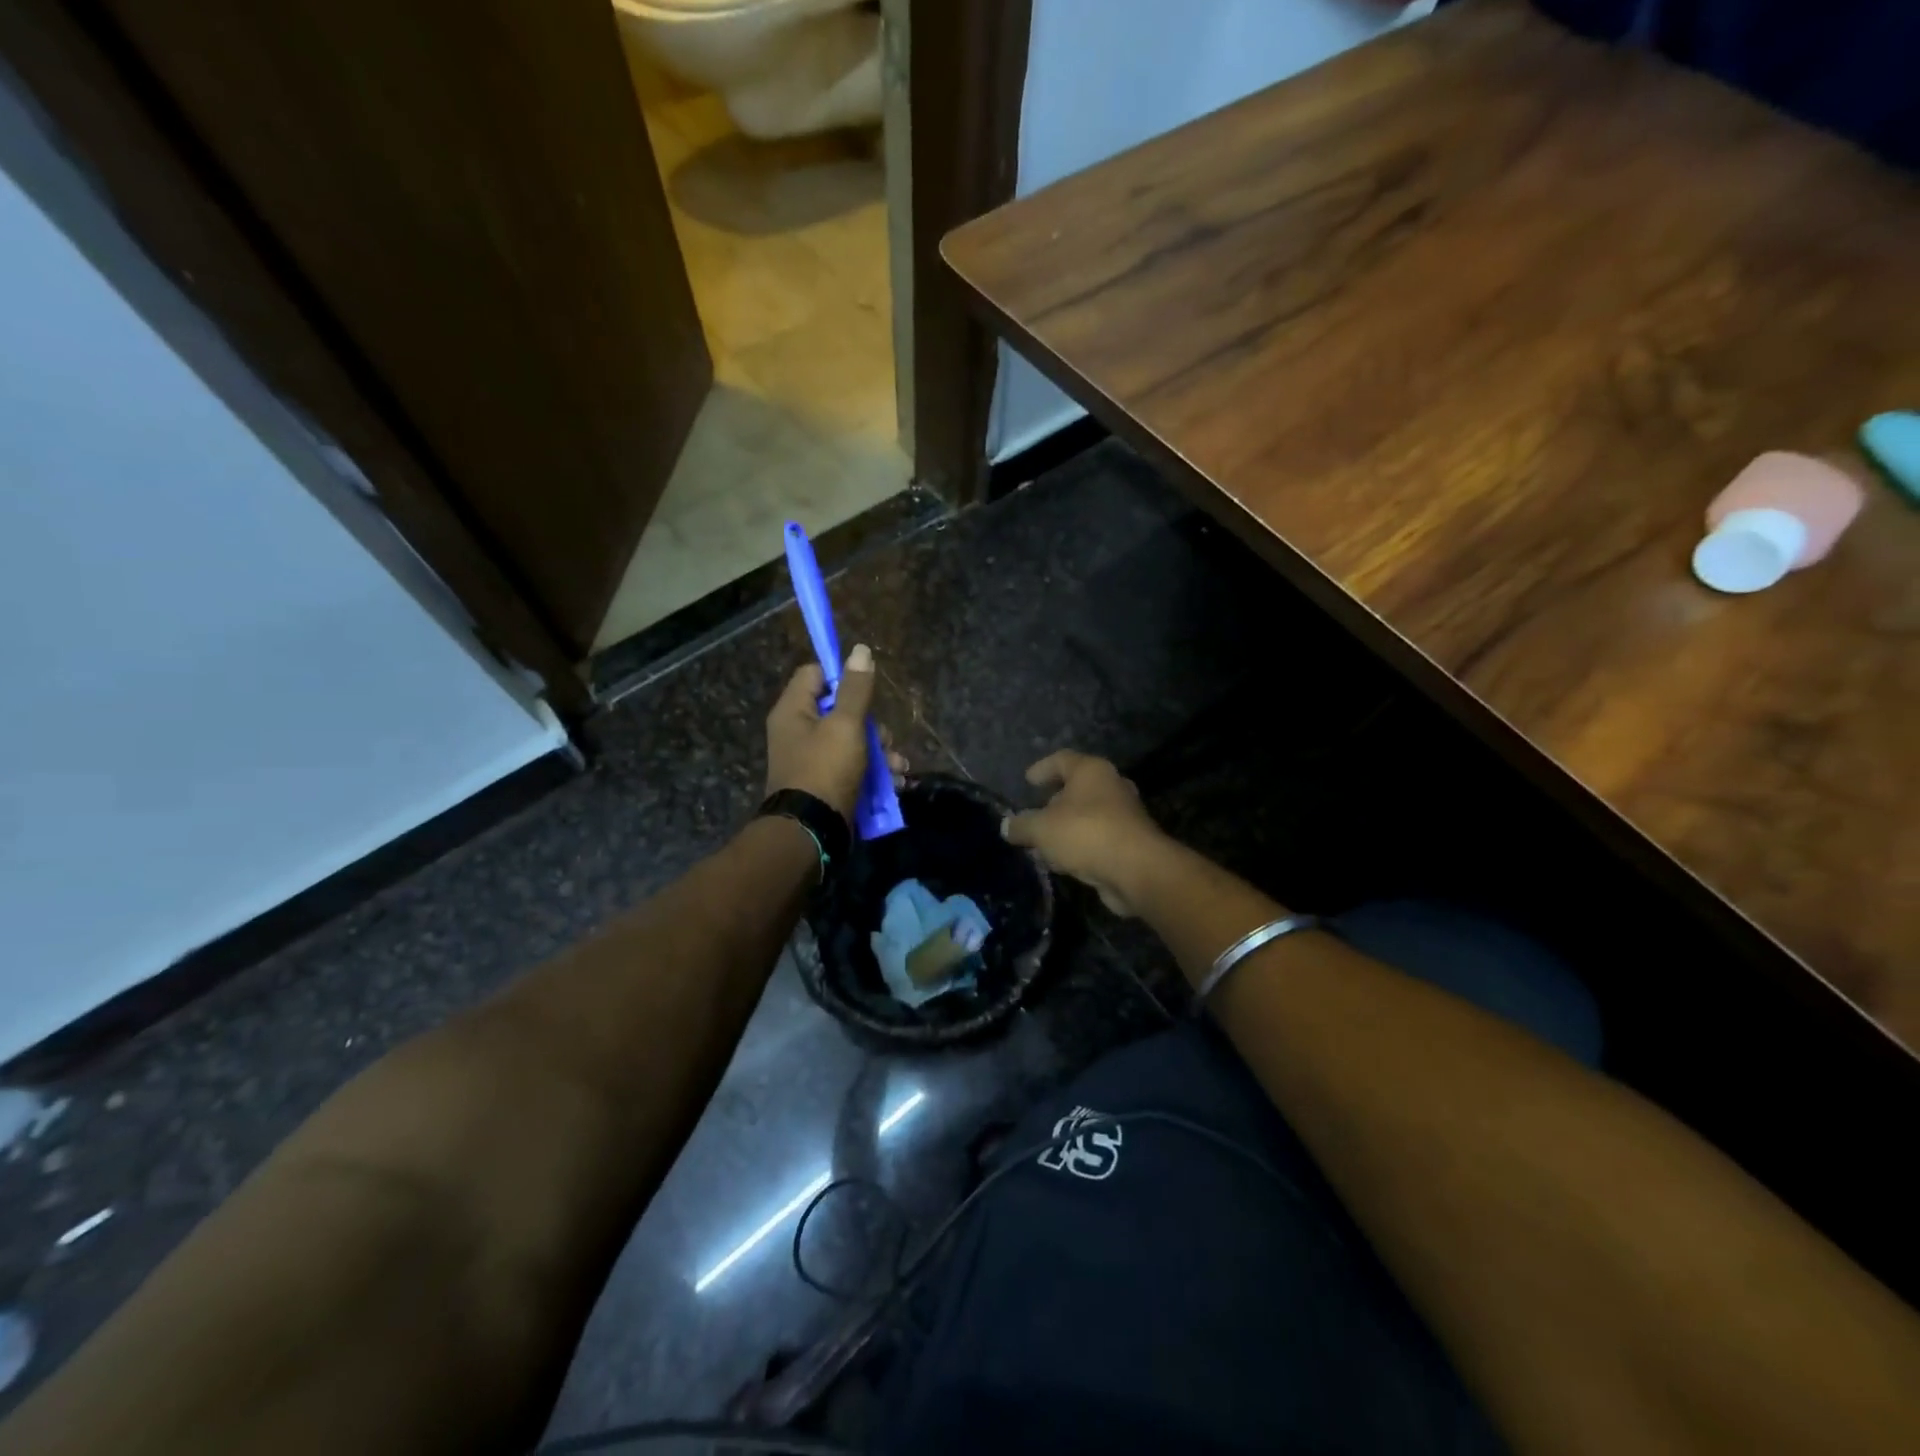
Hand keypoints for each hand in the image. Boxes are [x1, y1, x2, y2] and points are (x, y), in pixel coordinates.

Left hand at [764, 644, 905, 818]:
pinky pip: (853, 768)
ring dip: (881, 752)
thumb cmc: (825, 769)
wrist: (812, 831)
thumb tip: (860, 650)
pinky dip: (874, 773)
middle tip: (885, 739)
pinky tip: (895, 783)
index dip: (842, 677)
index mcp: (794, 711)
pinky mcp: (826, 783)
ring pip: (853, 742)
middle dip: (872, 725)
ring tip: (898, 768)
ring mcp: (812, 760)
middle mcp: (798, 731)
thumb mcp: (846, 725)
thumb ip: (856, 689)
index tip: (866, 689)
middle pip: (841, 711)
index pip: (815, 675)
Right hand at [1002, 751, 1169, 915]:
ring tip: (1044, 843)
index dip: (1042, 768)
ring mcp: (1125, 814)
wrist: (1136, 869)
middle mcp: (1111, 786)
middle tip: (1036, 813)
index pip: (1062, 759)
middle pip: (1078, 787)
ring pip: (1088, 815)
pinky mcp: (1130, 842)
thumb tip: (1007, 826)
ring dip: (1066, 827)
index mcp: (1091, 771)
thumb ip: (1021, 825)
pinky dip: (1080, 845)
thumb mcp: (1041, 829)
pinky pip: (1097, 837)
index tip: (1028, 780)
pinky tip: (1063, 861)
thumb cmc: (1085, 833)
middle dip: (1055, 800)